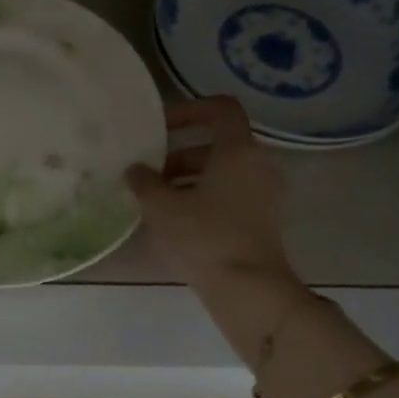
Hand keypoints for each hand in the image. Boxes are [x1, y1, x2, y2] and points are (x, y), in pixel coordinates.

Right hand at [127, 97, 296, 291]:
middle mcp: (257, 165)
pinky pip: (228, 194)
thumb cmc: (204, 237)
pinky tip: (174, 221)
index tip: (159, 127)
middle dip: (178, 154)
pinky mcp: (260, 219)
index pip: (220, 109)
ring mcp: (263, 194)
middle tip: (148, 173)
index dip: (188, 110)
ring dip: (186, 178)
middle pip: (216, 144)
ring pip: (220, 172)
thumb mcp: (162, 207)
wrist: (249, 289)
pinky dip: (201, 197)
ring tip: (154, 200)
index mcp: (238, 150)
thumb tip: (135, 170)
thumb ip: (144, 182)